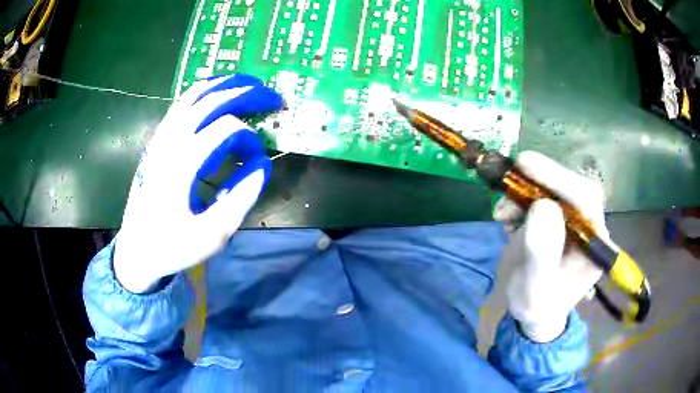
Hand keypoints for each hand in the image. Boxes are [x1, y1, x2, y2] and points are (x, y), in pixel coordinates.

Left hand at [114, 74, 282, 292]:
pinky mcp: (156, 141)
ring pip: (192, 96)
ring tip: (248, 84)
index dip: (250, 138)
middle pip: (210, 101)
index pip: (226, 130)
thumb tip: (262, 165)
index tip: (259, 159)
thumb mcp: (212, 235)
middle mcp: (170, 143)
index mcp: (182, 165)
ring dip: (223, 84)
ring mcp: (160, 139)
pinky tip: (216, 94)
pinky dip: (203, 92)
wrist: (137, 249)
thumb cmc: (173, 245)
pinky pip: (180, 105)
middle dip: (245, 93)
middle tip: (271, 95)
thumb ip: (241, 198)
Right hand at [494, 151, 606, 341]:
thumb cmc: (537, 306)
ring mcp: (573, 219)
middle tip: (509, 178)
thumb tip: (542, 206)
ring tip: (502, 213)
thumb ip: (541, 255)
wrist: (533, 309)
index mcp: (595, 245)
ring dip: (524, 190)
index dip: (558, 179)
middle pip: (570, 186)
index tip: (526, 166)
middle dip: (539, 180)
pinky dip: (519, 197)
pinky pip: (541, 193)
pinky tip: (507, 216)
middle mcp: (589, 225)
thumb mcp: (534, 291)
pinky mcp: (558, 215)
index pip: (585, 201)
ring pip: (554, 186)